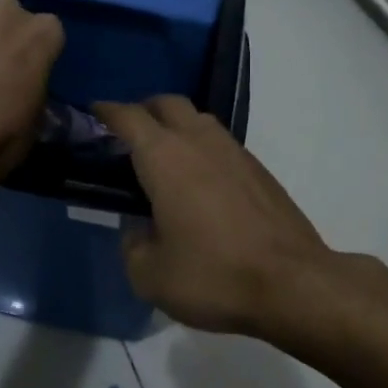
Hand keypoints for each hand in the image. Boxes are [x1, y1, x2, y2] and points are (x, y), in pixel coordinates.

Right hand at [94, 97, 335, 335]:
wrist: (293, 284)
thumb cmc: (213, 275)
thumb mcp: (150, 275)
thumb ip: (132, 246)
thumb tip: (139, 231)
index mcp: (164, 157)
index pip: (128, 117)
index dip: (106, 111)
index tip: (93, 113)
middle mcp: (199, 142)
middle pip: (167, 104)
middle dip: (144, 110)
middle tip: (128, 135)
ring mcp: (235, 152)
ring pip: (199, 120)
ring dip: (177, 126)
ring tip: (164, 159)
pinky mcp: (260, 170)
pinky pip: (222, 144)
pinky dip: (202, 149)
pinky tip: (200, 183)